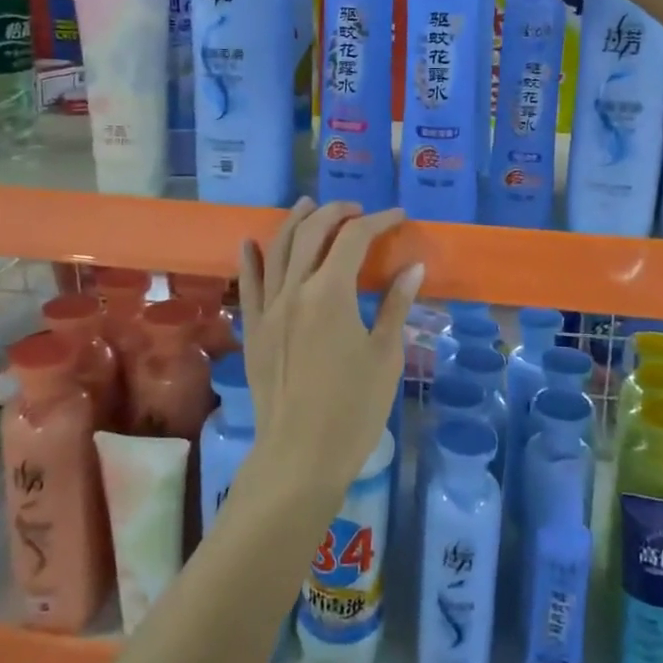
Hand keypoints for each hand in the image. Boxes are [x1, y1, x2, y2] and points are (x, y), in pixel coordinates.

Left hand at [235, 200, 423, 509]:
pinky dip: (251, 259)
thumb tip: (413, 267)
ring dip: (295, 222)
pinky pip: (249, 284)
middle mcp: (295, 290)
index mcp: (331, 293)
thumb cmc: (353, 410)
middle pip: (312, 233)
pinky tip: (251, 242)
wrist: (300, 457)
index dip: (378, 221)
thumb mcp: (385, 356)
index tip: (398, 216)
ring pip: (277, 249)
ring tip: (309, 205)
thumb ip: (396, 305)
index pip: (354, 238)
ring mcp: (268, 308)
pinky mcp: (254, 329)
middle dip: (336, 212)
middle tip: (358, 209)